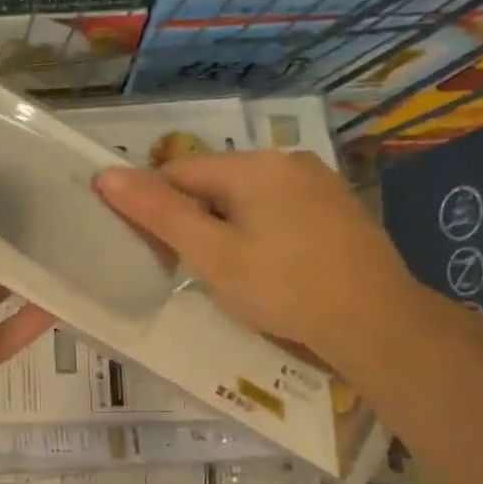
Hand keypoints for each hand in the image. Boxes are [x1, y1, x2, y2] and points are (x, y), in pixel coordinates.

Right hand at [93, 150, 413, 369]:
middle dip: (193, 220)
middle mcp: (286, 161)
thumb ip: (159, 213)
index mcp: (253, 165)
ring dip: (225, 228)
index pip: (178, 173)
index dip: (154, 208)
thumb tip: (106, 175)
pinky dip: (259, 233)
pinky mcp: (337, 208)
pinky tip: (269, 269)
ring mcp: (318, 182)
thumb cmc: (283, 288)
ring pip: (246, 198)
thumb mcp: (212, 254)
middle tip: (191, 268)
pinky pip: (278, 210)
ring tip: (230, 274)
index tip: (151, 250)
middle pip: (213, 184)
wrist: (376, 322)